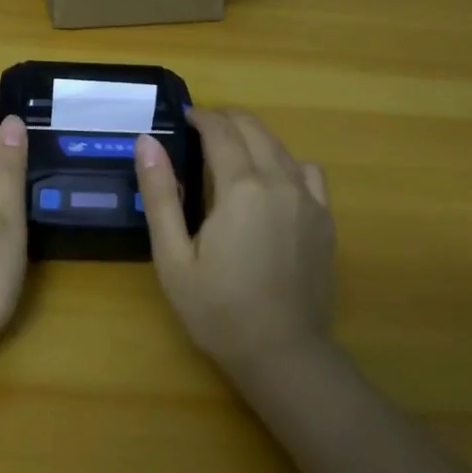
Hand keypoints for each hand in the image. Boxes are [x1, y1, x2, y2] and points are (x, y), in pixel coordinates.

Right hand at [134, 109, 334, 376]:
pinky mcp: (325, 219)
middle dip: (226, 120)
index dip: (201, 117)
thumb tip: (146, 141)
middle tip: (201, 130)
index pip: (221, 131)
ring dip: (253, 137)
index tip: (184, 117)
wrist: (283, 355)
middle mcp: (280, 182)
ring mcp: (309, 199)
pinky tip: (272, 181)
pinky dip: (285, 162)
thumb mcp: (173, 257)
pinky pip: (308, 171)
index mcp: (241, 188)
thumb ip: (160, 194)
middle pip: (254, 129)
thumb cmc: (217, 310)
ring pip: (280, 146)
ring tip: (230, 151)